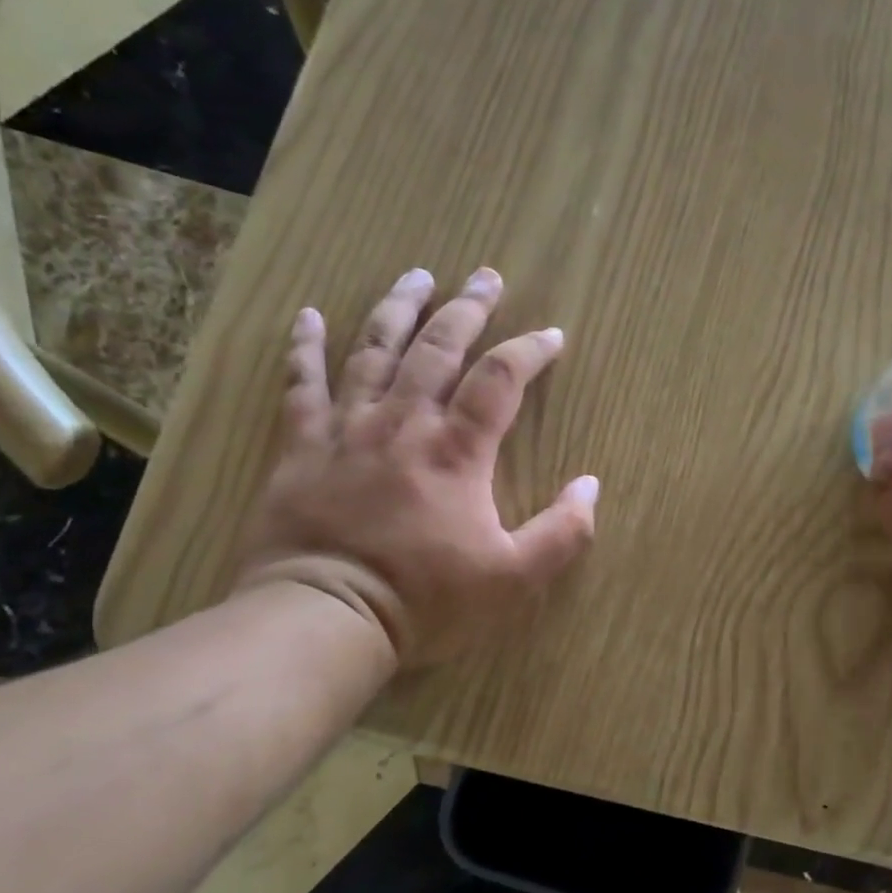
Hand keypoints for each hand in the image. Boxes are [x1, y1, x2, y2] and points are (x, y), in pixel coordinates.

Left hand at [233, 267, 598, 667]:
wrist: (325, 617)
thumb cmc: (425, 599)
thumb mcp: (513, 578)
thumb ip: (562, 532)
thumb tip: (591, 485)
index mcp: (457, 450)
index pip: (500, 379)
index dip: (530, 350)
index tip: (552, 335)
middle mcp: (403, 422)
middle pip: (439, 347)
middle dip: (468, 308)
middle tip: (486, 276)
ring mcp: (347, 428)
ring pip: (374, 350)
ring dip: (398, 308)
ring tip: (417, 275)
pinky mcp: (301, 446)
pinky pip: (301, 384)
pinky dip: (304, 347)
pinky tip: (308, 315)